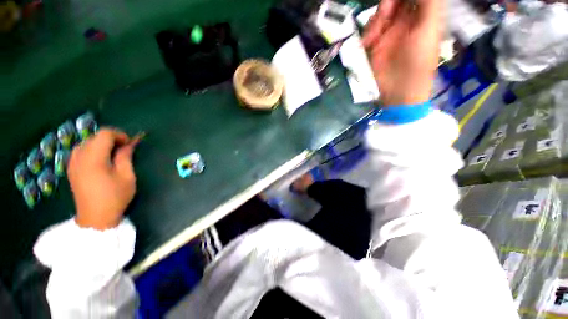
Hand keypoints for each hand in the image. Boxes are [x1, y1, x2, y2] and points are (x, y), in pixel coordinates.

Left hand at [68, 128, 140, 229]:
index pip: (104, 134)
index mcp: (93, 159)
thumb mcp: (126, 177)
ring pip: (87, 142)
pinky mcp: (71, 169)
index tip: (130, 144)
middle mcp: (79, 157)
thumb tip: (129, 144)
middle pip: (95, 137)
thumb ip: (125, 157)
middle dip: (111, 139)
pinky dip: (92, 150)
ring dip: (101, 144)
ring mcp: (72, 163)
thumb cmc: (114, 197)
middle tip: (124, 150)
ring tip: (113, 155)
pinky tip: (100, 160)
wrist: (95, 218)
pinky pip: (81, 150)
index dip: (119, 135)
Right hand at [363, 0, 442, 105]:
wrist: (398, 90)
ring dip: (374, 23)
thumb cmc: (418, 62)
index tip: (392, 5)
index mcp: (422, 14)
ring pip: (379, 13)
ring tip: (373, 39)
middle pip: (393, 1)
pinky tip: (368, 45)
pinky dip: (367, 35)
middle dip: (386, 5)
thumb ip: (430, 3)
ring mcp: (389, 32)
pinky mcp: (376, 44)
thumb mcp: (428, 29)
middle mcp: (406, 19)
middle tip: (384, 17)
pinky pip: (369, 30)